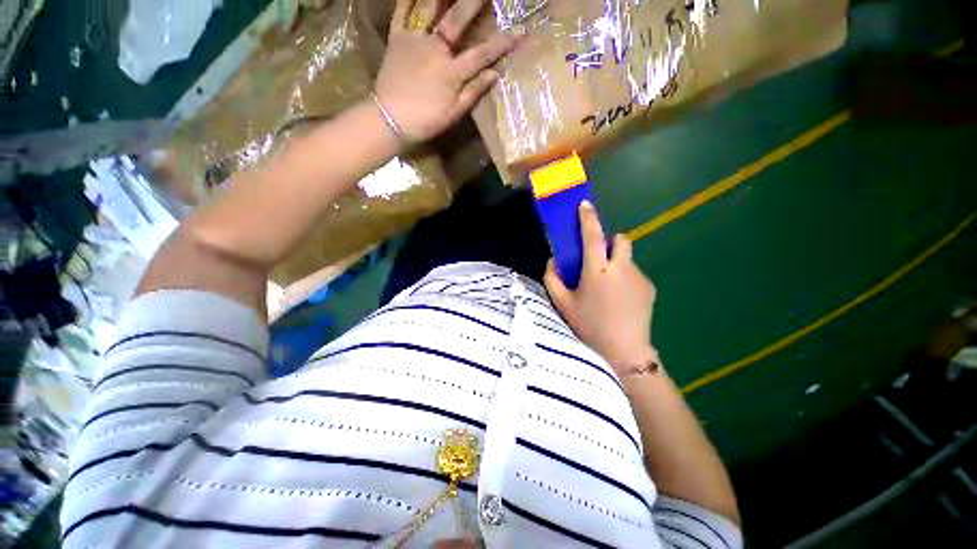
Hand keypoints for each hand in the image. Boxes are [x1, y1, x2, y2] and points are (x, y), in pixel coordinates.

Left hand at [376, 0, 523, 142]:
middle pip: (457, 20)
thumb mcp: (453, 114)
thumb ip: (473, 92)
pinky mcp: (397, 38)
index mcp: (451, 71)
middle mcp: (435, 48)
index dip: (502, 43)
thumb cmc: (425, 121)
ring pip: (429, 8)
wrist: (389, 119)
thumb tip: (494, 74)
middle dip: (473, 2)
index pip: (482, 54)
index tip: (519, 31)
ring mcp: (414, 40)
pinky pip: (401, 12)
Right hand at [544, 201, 658, 374]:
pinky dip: (624, 277)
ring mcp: (638, 277)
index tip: (585, 204)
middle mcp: (620, 268)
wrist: (624, 352)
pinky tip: (620, 299)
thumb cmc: (589, 326)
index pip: (592, 236)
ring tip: (607, 286)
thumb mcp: (563, 304)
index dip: (588, 218)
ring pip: (627, 258)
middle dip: (609, 241)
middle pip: (620, 240)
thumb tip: (552, 260)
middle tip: (598, 258)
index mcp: (597, 271)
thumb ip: (552, 278)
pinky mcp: (649, 287)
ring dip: (616, 262)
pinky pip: (634, 273)